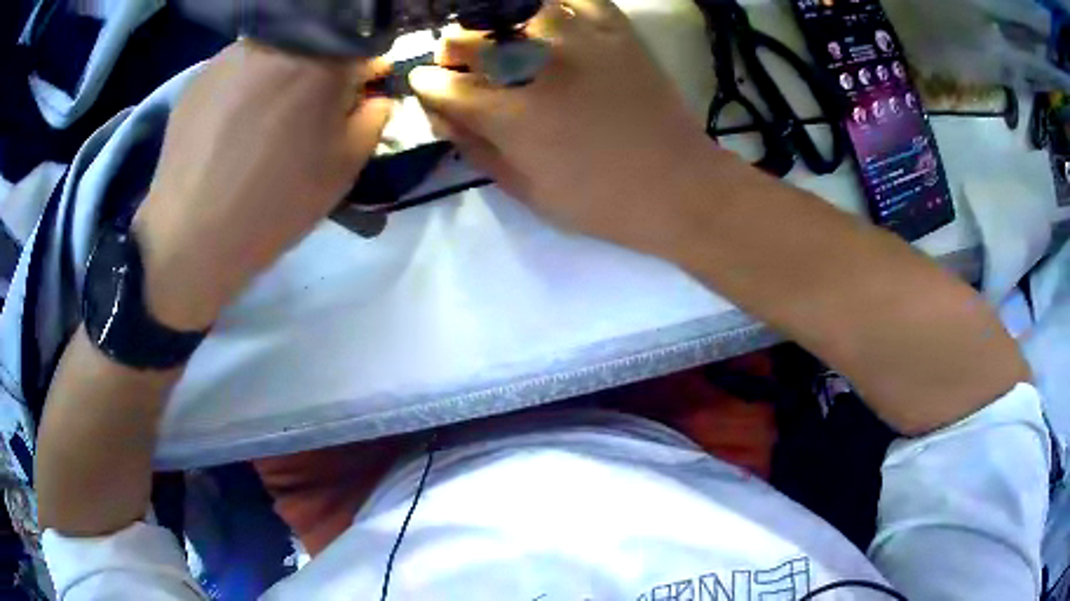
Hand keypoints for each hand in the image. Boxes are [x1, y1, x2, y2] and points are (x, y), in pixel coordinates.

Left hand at [133, 42, 391, 330]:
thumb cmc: (276, 204)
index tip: (355, 100)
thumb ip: (373, 120)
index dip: (363, 76)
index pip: (362, 50)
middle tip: (304, 119)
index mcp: (322, 61)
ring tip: (260, 128)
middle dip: (319, 76)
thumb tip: (374, 96)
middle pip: (314, 48)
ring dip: (277, 81)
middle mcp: (277, 43)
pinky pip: (235, 73)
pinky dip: (242, 91)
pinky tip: (230, 131)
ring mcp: (231, 56)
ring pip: (272, 56)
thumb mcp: (343, 168)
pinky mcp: (198, 77)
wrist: (191, 238)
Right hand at [409, 0, 716, 249]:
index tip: (425, 83)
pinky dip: (552, 3)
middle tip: (459, 62)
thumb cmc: (601, 202)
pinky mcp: (616, 31)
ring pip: (513, 10)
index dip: (425, 84)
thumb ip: (477, 150)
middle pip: (469, 39)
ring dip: (492, 22)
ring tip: (497, 36)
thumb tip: (440, 117)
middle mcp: (538, 68)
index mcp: (512, 117)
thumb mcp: (528, 192)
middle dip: (451, 51)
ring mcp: (580, 42)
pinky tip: (543, 16)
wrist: (679, 187)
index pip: (443, 85)